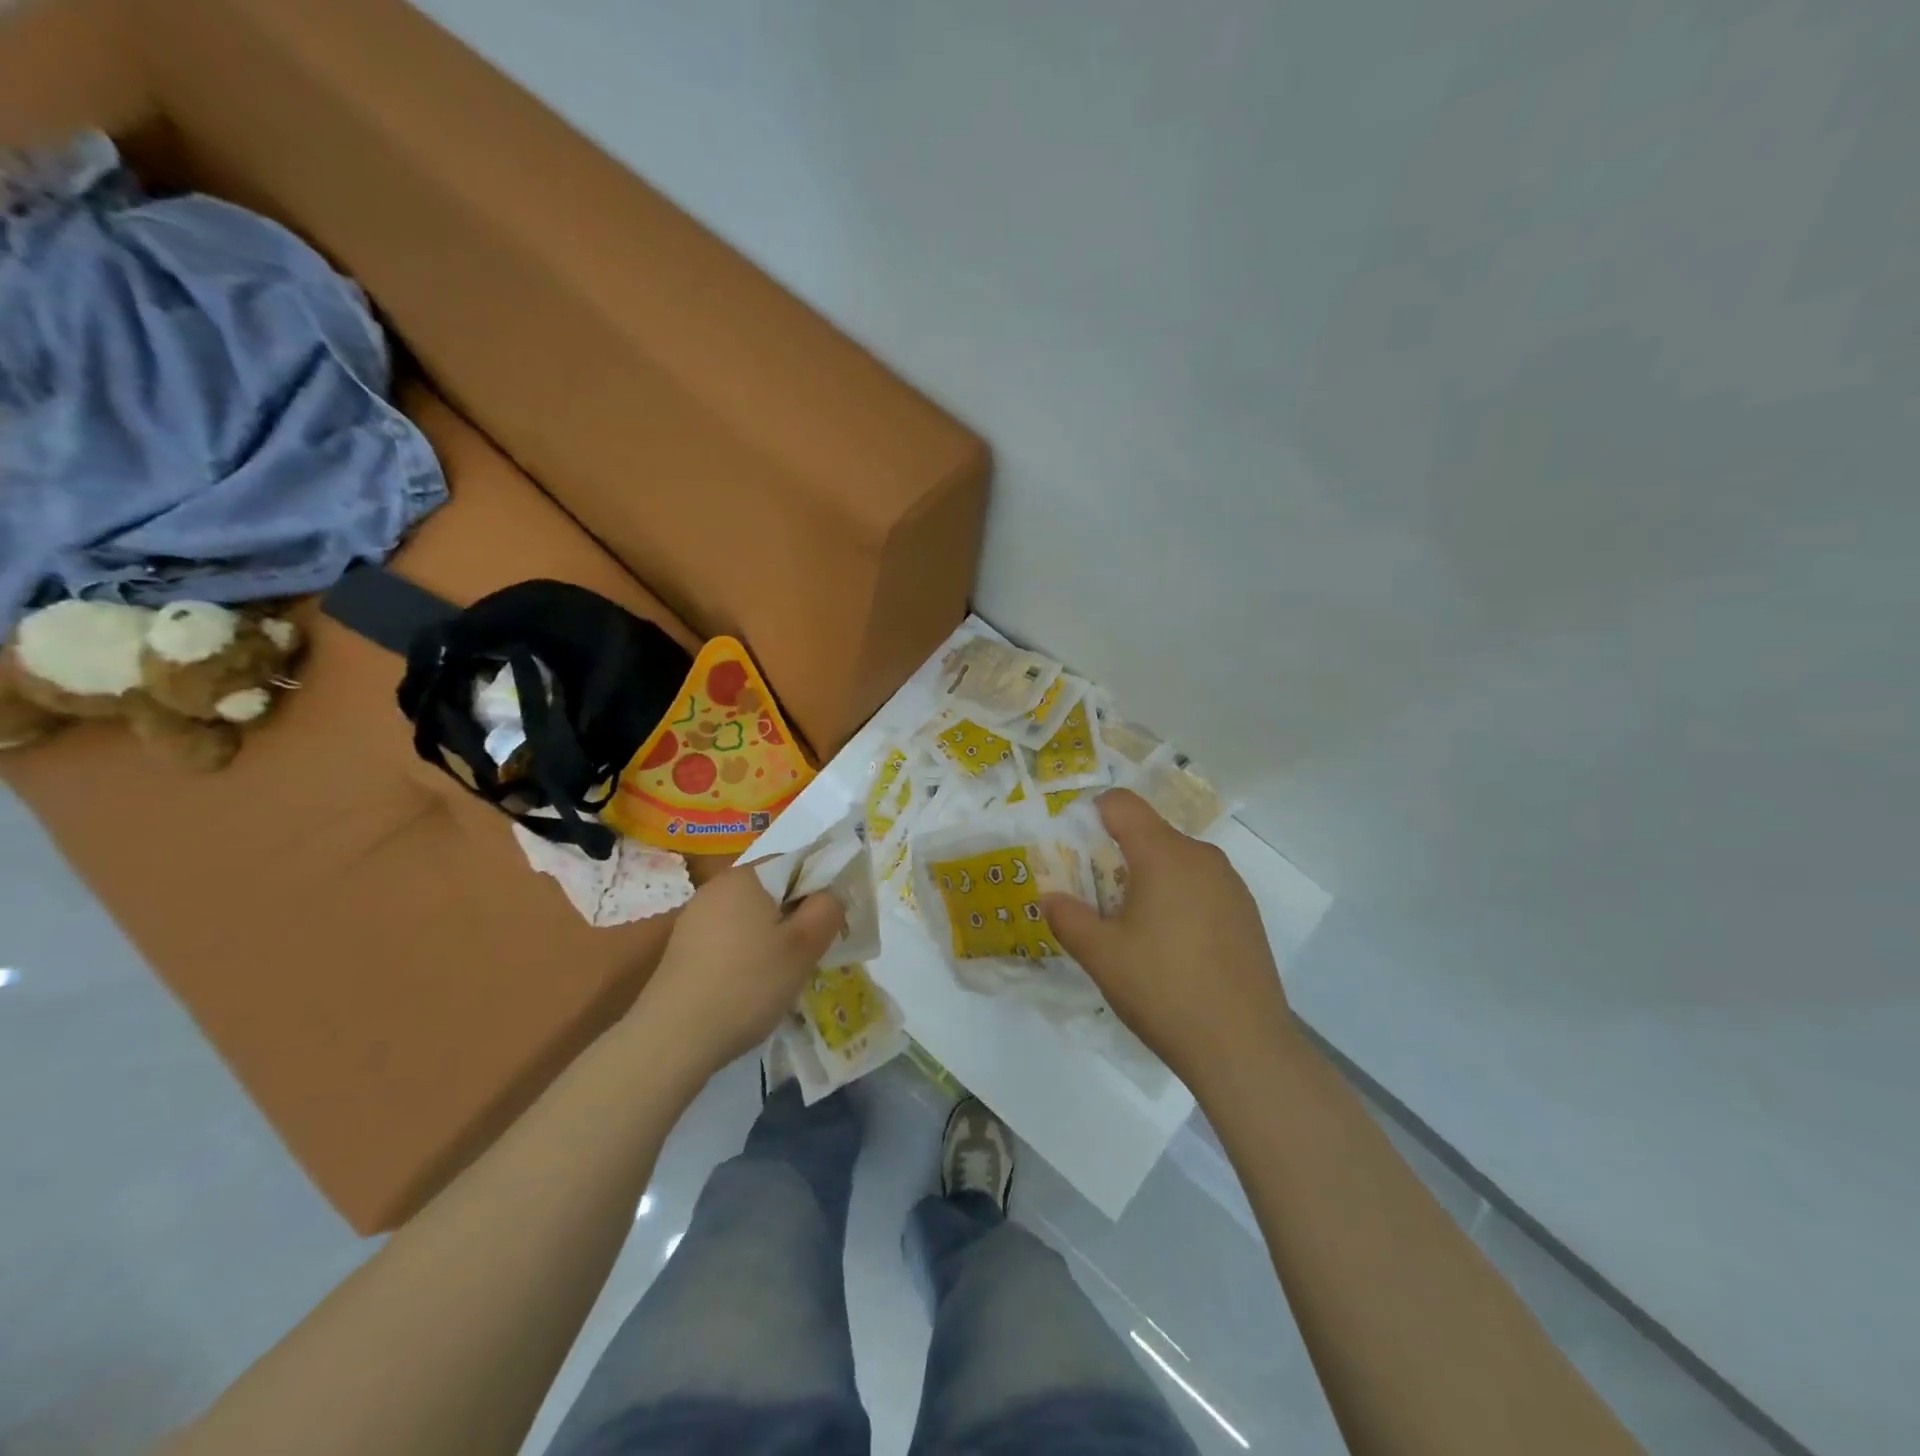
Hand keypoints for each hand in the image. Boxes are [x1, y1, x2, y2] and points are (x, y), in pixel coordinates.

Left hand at [628, 866, 843, 1084]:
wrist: (674, 1037)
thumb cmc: (749, 983)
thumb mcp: (804, 946)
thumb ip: (827, 909)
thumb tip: (829, 896)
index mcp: (746, 875)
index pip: (794, 864)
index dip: (818, 891)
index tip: (827, 927)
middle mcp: (716, 888)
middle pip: (772, 892)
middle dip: (794, 919)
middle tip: (809, 956)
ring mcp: (694, 919)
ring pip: (750, 919)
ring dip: (771, 941)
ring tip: (781, 978)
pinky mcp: (682, 950)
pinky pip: (728, 941)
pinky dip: (746, 957)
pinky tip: (750, 990)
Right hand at [1043, 789, 1293, 1090]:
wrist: (1243, 1047)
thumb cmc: (1163, 990)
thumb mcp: (1101, 956)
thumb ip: (1068, 918)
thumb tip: (1049, 897)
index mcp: (1164, 855)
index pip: (1123, 804)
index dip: (1093, 812)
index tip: (1074, 846)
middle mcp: (1202, 857)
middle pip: (1150, 834)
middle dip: (1117, 855)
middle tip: (1096, 899)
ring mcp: (1230, 885)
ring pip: (1177, 862)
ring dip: (1149, 879)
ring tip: (1134, 929)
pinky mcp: (1247, 913)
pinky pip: (1201, 887)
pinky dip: (1178, 899)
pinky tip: (1173, 948)